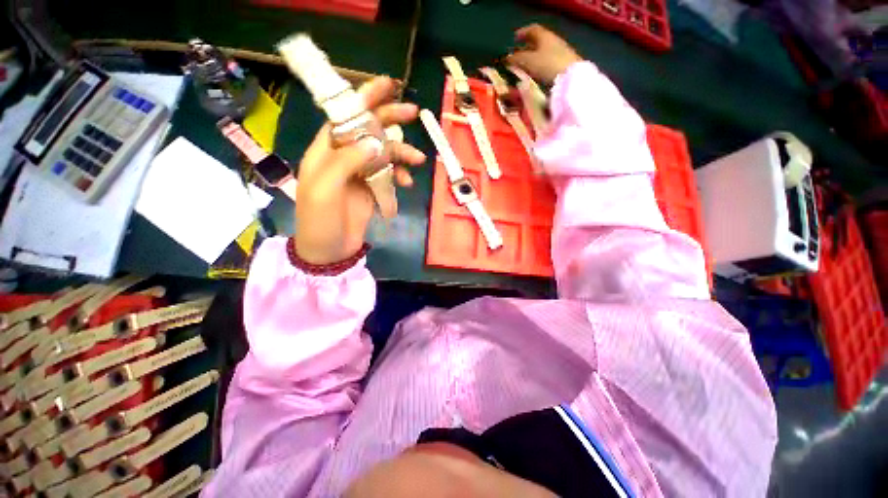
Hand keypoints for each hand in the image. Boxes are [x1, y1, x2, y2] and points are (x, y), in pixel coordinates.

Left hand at [293, 77, 425, 264]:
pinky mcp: (371, 188)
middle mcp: (343, 157)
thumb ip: (347, 161)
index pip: (345, 116)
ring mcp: (359, 173)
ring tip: (418, 161)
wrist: (328, 251)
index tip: (387, 85)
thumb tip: (375, 141)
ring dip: (401, 154)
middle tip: (414, 112)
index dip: (364, 99)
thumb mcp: (325, 188)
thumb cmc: (319, 220)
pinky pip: (389, 175)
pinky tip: (407, 183)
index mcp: (326, 150)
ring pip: (384, 154)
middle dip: (390, 120)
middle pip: (368, 130)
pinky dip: (399, 176)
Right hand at [506, 24, 582, 84]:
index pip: (532, 30)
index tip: (515, 38)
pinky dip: (540, 67)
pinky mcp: (563, 66)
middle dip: (527, 48)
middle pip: (538, 42)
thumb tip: (507, 58)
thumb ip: (516, 59)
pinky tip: (535, 75)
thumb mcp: (528, 61)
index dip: (523, 33)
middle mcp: (553, 42)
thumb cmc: (547, 64)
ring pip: (543, 53)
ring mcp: (560, 54)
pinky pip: (548, 63)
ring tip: (525, 68)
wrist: (570, 78)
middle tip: (518, 55)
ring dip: (533, 59)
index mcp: (545, 36)